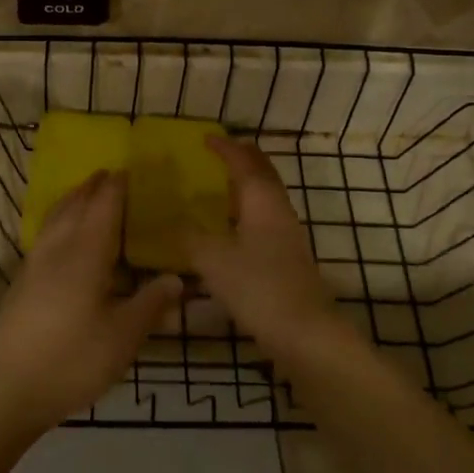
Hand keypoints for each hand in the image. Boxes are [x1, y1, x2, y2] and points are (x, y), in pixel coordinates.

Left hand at [0, 170, 180, 430]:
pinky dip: (57, 223)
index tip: (127, 170)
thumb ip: (150, 305)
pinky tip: (60, 238)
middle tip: (106, 174)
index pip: (103, 209)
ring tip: (83, 193)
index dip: (115, 188)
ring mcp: (33, 266)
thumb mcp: (122, 338)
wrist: (7, 389)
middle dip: (90, 188)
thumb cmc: (72, 360)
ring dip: (70, 201)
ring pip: (54, 220)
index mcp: (85, 255)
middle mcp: (56, 251)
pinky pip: (44, 237)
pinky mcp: (20, 284)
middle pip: (73, 207)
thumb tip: (176, 278)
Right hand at [185, 135, 360, 371]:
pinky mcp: (287, 259)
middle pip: (263, 175)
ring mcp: (287, 237)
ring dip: (245, 186)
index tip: (206, 138)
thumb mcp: (212, 260)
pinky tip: (230, 229)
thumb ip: (189, 236)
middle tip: (219, 153)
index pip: (244, 164)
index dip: (225, 149)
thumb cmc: (258, 287)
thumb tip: (169, 220)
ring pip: (266, 198)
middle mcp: (279, 212)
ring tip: (219, 187)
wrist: (304, 333)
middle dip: (242, 160)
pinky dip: (246, 212)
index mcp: (262, 203)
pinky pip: (264, 220)